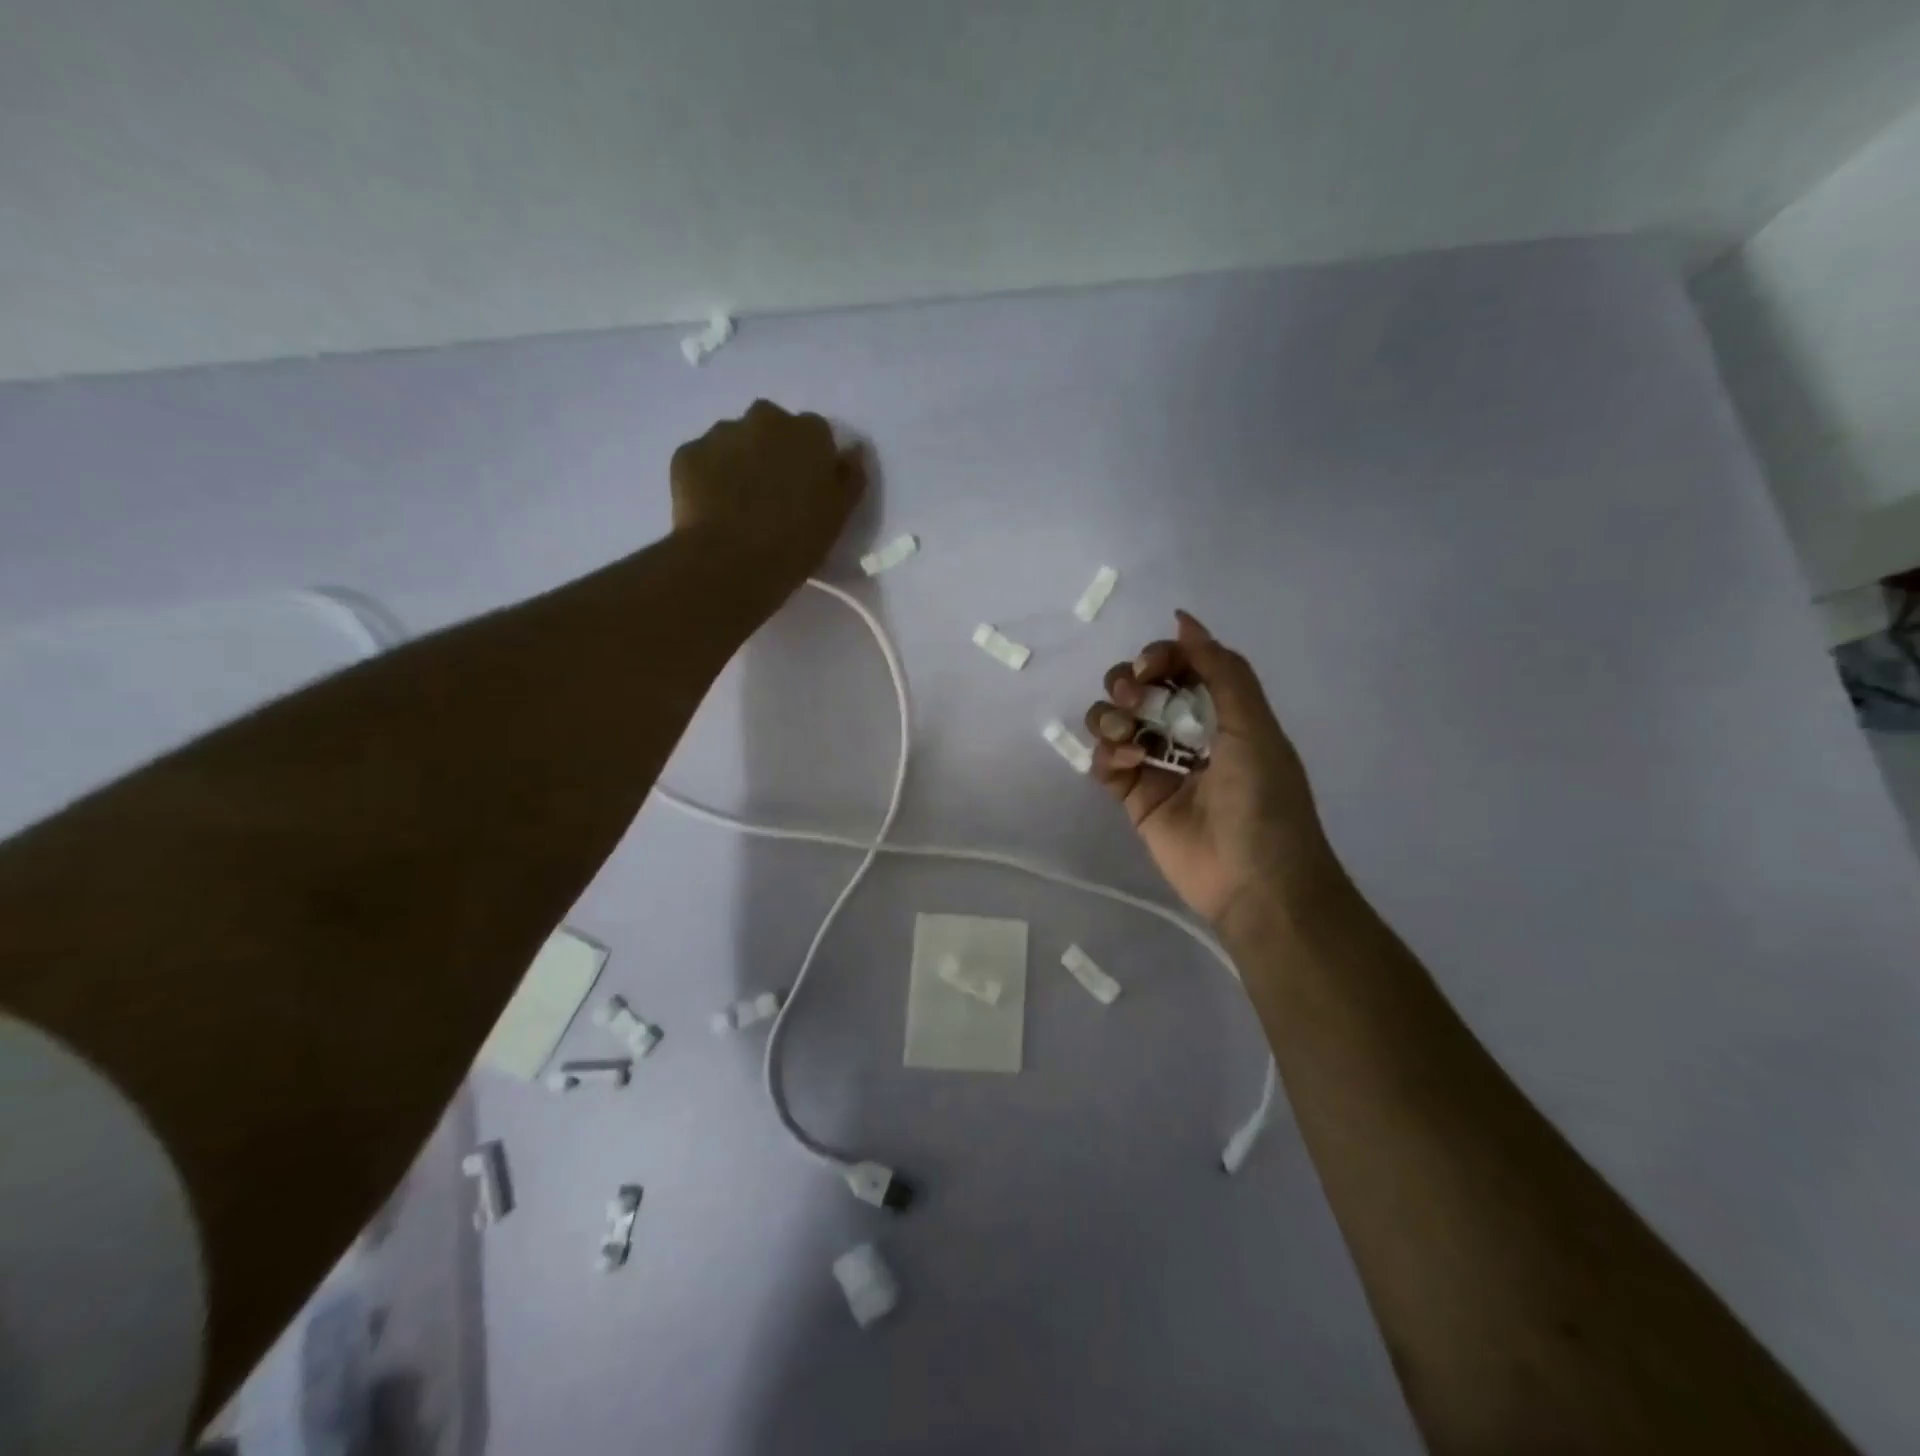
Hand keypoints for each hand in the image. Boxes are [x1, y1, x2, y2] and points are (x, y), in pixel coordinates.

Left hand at [671, 400, 866, 586]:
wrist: (731, 561)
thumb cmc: (797, 541)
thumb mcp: (838, 515)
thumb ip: (849, 477)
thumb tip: (853, 451)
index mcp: (808, 433)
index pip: (816, 434)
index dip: (812, 461)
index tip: (808, 490)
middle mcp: (764, 419)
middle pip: (771, 428)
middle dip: (772, 451)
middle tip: (772, 494)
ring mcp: (720, 433)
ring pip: (734, 441)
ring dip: (739, 462)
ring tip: (739, 505)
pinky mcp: (687, 454)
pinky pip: (703, 461)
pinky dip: (709, 478)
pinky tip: (713, 510)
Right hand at [1084, 612, 1341, 924]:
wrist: (1254, 881)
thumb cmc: (1263, 800)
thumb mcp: (1254, 726)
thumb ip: (1221, 670)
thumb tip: (1183, 618)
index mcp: (1219, 710)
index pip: (1178, 665)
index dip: (1158, 657)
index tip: (1151, 670)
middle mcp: (1185, 731)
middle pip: (1137, 687)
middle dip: (1127, 683)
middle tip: (1135, 700)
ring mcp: (1156, 764)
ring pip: (1113, 719)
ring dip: (1110, 716)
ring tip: (1130, 740)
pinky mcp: (1132, 796)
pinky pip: (1104, 760)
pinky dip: (1106, 754)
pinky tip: (1125, 764)